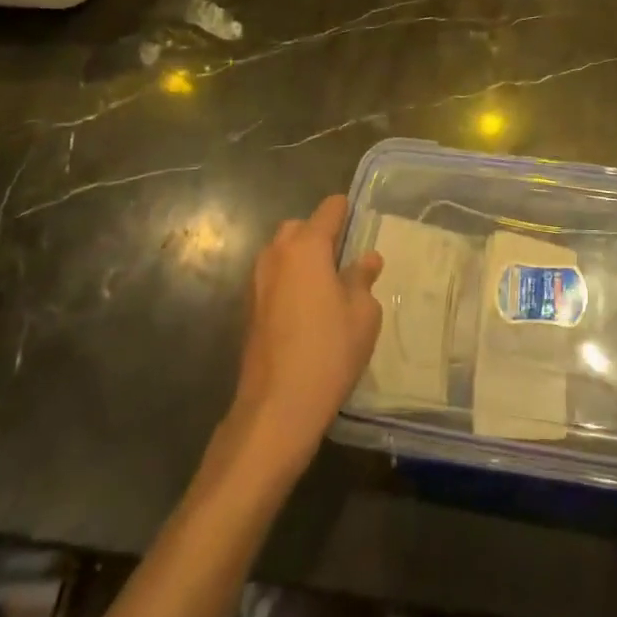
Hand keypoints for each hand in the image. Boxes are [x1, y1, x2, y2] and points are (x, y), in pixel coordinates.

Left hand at [230, 196, 382, 474]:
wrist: (277, 407)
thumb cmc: (329, 351)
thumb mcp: (363, 314)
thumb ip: (363, 279)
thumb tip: (367, 258)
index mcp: (306, 247)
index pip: (328, 210)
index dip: (346, 211)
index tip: (361, 221)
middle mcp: (277, 255)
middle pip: (299, 228)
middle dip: (319, 234)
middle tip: (344, 258)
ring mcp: (257, 283)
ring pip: (281, 254)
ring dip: (301, 259)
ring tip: (327, 286)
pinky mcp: (249, 310)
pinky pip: (273, 280)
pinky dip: (289, 283)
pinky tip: (307, 311)